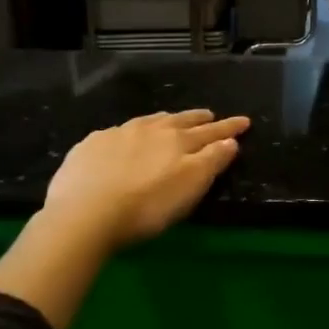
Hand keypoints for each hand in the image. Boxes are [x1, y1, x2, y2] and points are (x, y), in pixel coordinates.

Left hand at [42, 109, 250, 251]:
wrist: (84, 213)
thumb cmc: (146, 206)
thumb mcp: (190, 186)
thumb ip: (212, 161)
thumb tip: (231, 141)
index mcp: (178, 141)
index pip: (210, 132)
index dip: (229, 128)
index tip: (245, 121)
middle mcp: (151, 130)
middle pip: (180, 121)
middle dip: (198, 118)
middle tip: (210, 115)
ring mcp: (118, 134)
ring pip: (149, 121)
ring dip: (165, 120)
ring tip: (171, 119)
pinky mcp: (91, 145)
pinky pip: (117, 132)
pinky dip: (130, 132)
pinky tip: (124, 138)